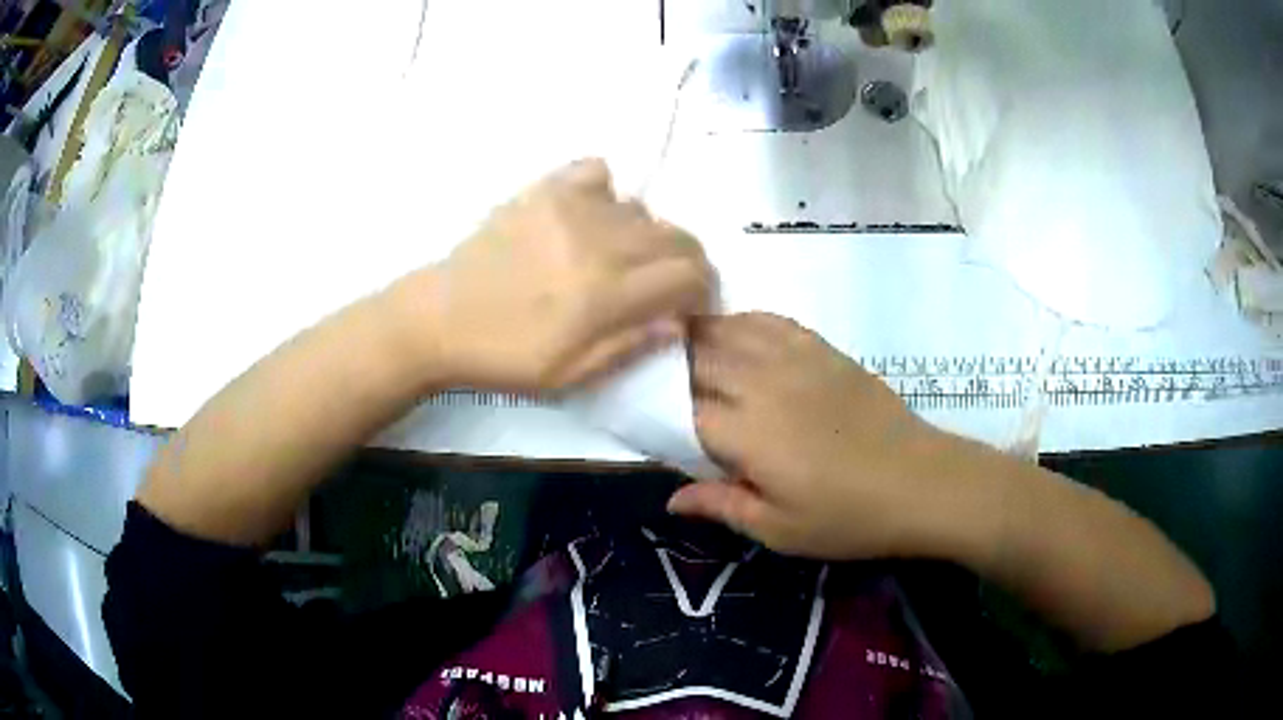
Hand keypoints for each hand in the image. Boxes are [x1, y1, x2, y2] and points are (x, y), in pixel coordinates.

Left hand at [394, 159, 712, 392]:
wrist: (439, 318)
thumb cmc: (505, 355)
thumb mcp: (571, 373)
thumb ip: (630, 343)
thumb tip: (678, 320)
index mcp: (607, 294)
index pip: (688, 275)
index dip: (701, 289)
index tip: (690, 303)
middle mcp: (600, 242)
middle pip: (676, 236)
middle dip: (685, 262)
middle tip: (665, 282)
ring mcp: (571, 208)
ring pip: (642, 208)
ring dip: (645, 235)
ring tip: (618, 256)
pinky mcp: (544, 189)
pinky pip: (597, 172)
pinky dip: (607, 193)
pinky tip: (591, 216)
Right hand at [670, 313, 1001, 560]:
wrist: (919, 482)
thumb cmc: (847, 517)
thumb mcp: (779, 529)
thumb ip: (721, 505)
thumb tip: (671, 498)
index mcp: (746, 434)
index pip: (681, 409)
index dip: (656, 409)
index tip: (641, 414)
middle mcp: (762, 385)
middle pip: (698, 359)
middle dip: (668, 364)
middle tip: (651, 375)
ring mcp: (795, 360)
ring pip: (730, 331)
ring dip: (699, 335)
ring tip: (680, 344)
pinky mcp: (822, 350)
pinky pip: (770, 322)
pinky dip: (743, 322)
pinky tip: (736, 332)